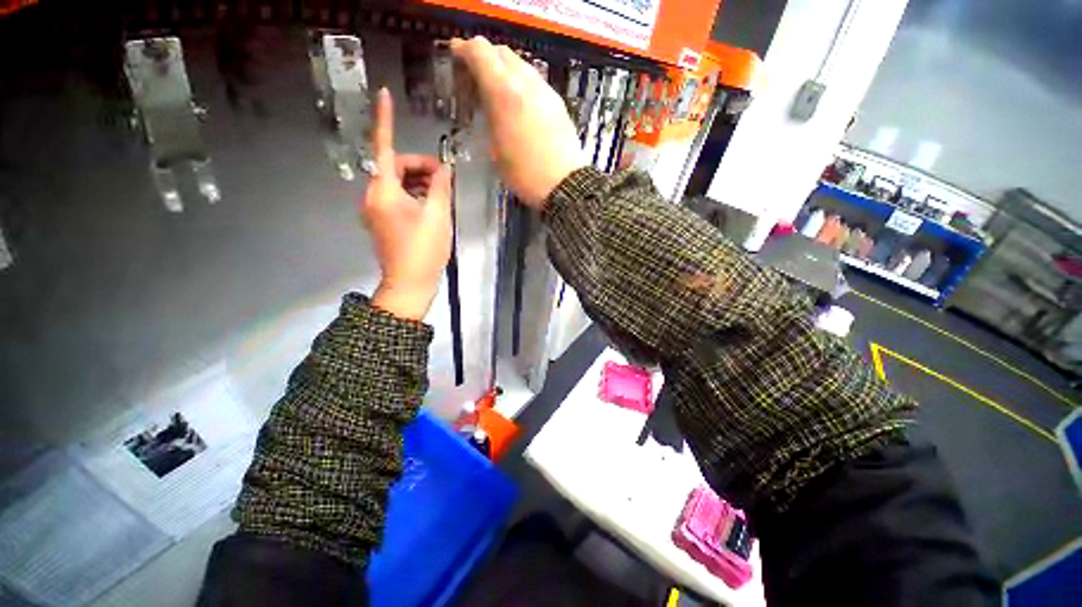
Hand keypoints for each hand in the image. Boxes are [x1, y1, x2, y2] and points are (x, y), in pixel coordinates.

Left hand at [363, 88, 452, 320]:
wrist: (410, 283)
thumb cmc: (424, 250)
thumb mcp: (438, 216)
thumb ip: (440, 187)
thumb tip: (444, 169)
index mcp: (384, 192)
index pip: (383, 148)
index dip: (385, 120)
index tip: (385, 95)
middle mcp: (373, 197)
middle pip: (394, 167)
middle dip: (419, 167)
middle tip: (445, 178)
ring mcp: (375, 211)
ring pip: (396, 183)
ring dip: (419, 182)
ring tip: (442, 193)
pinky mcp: (382, 221)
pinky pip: (396, 198)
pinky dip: (413, 195)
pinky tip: (431, 204)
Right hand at [451, 36, 584, 208]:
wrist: (564, 184)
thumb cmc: (524, 174)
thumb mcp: (496, 149)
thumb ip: (489, 116)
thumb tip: (487, 101)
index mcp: (504, 93)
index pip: (481, 52)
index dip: (465, 48)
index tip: (456, 52)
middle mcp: (526, 83)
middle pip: (502, 52)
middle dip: (485, 56)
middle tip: (476, 73)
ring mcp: (545, 91)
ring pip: (521, 64)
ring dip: (505, 68)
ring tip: (497, 87)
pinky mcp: (558, 102)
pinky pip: (535, 80)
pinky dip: (521, 81)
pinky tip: (519, 101)